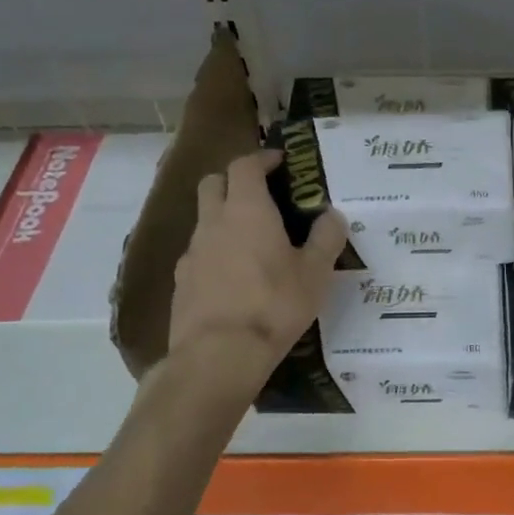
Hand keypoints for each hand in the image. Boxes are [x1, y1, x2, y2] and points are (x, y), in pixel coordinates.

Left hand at [168, 150, 347, 376]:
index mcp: (248, 210)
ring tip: (250, 242)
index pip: (245, 166)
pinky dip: (214, 253)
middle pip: (213, 183)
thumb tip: (332, 215)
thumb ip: (326, 238)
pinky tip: (231, 277)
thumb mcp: (316, 273)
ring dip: (223, 219)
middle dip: (234, 181)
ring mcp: (192, 252)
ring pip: (203, 220)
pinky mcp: (181, 281)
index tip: (279, 163)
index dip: (261, 159)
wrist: (219, 355)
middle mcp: (214, 222)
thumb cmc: (274, 305)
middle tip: (259, 196)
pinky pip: (197, 254)